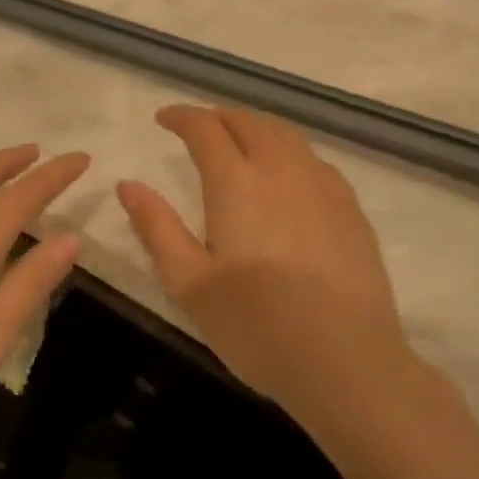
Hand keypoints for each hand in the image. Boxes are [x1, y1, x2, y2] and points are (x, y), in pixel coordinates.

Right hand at [118, 105, 409, 413]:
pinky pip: (313, 158)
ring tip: (239, 141)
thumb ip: (157, 228)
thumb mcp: (189, 283)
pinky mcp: (350, 207)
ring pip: (284, 134)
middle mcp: (280, 169)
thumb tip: (128, 185)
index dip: (181, 117)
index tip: (163, 120)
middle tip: (198, 129)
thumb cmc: (256, 326)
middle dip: (217, 117)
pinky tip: (286, 175)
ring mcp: (321, 185)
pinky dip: (288, 150)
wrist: (347, 362)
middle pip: (247, 122)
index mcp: (236, 182)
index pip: (204, 128)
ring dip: (254, 127)